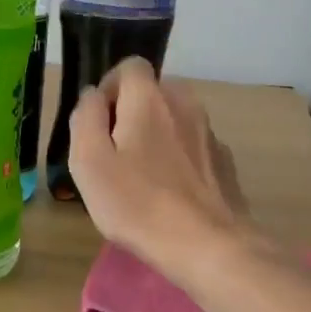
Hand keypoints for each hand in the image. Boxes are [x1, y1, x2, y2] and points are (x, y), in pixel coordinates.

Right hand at [68, 58, 260, 282]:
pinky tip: (171, 194)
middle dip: (132, 112)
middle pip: (154, 92)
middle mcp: (185, 104)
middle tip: (115, 153)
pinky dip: (180, 159)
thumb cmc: (137, 203)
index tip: (98, 124)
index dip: (109, 88)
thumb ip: (85, 117)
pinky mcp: (225, 163)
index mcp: (150, 98)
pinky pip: (193, 147)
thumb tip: (93, 96)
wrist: (207, 245)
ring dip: (157, 136)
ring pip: (175, 120)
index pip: (130, 66)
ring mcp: (210, 133)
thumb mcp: (89, 161)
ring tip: (142, 177)